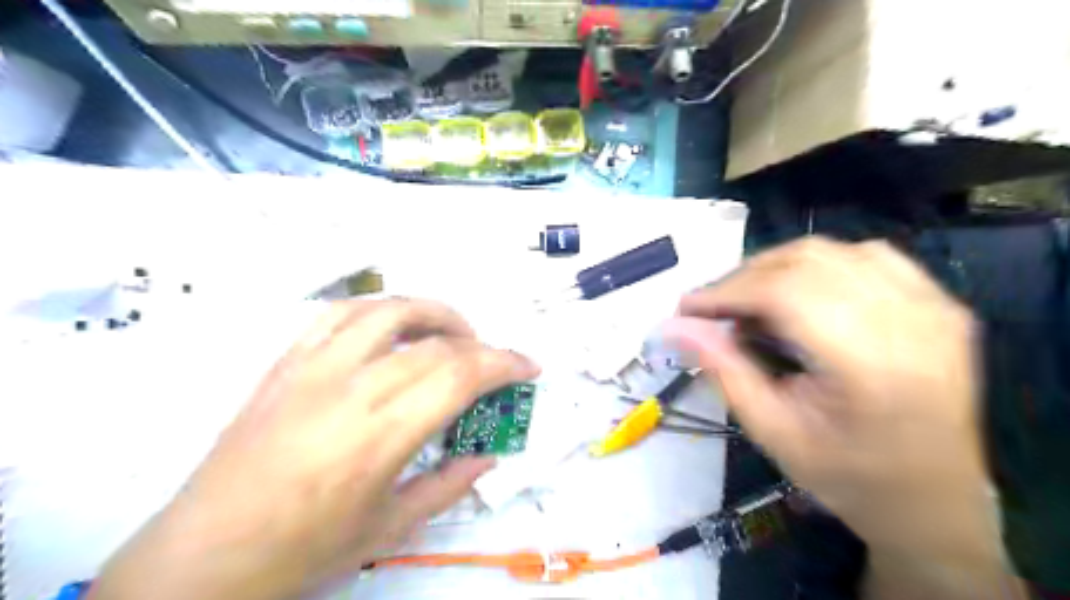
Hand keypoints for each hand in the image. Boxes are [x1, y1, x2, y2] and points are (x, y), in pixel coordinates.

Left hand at [90, 299, 539, 598]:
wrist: (199, 559)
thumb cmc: (301, 553)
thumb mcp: (389, 531)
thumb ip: (449, 485)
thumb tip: (489, 456)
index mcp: (380, 437)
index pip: (460, 375)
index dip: (504, 363)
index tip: (528, 366)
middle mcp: (350, 390)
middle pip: (435, 343)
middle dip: (481, 345)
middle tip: (495, 364)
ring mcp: (312, 369)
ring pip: (388, 310)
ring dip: (434, 312)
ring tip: (453, 332)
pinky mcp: (285, 363)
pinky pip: (338, 314)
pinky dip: (378, 309)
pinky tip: (393, 325)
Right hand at [662, 239, 1014, 595]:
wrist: (934, 501)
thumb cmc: (848, 477)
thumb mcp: (773, 432)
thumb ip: (724, 370)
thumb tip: (677, 326)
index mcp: (873, 365)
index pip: (786, 292)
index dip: (727, 291)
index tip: (687, 308)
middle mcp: (912, 321)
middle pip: (807, 262)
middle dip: (744, 278)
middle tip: (713, 310)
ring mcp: (933, 305)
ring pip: (833, 251)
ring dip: (776, 268)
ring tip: (749, 301)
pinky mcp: (938, 302)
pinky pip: (866, 256)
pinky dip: (817, 266)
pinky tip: (800, 294)